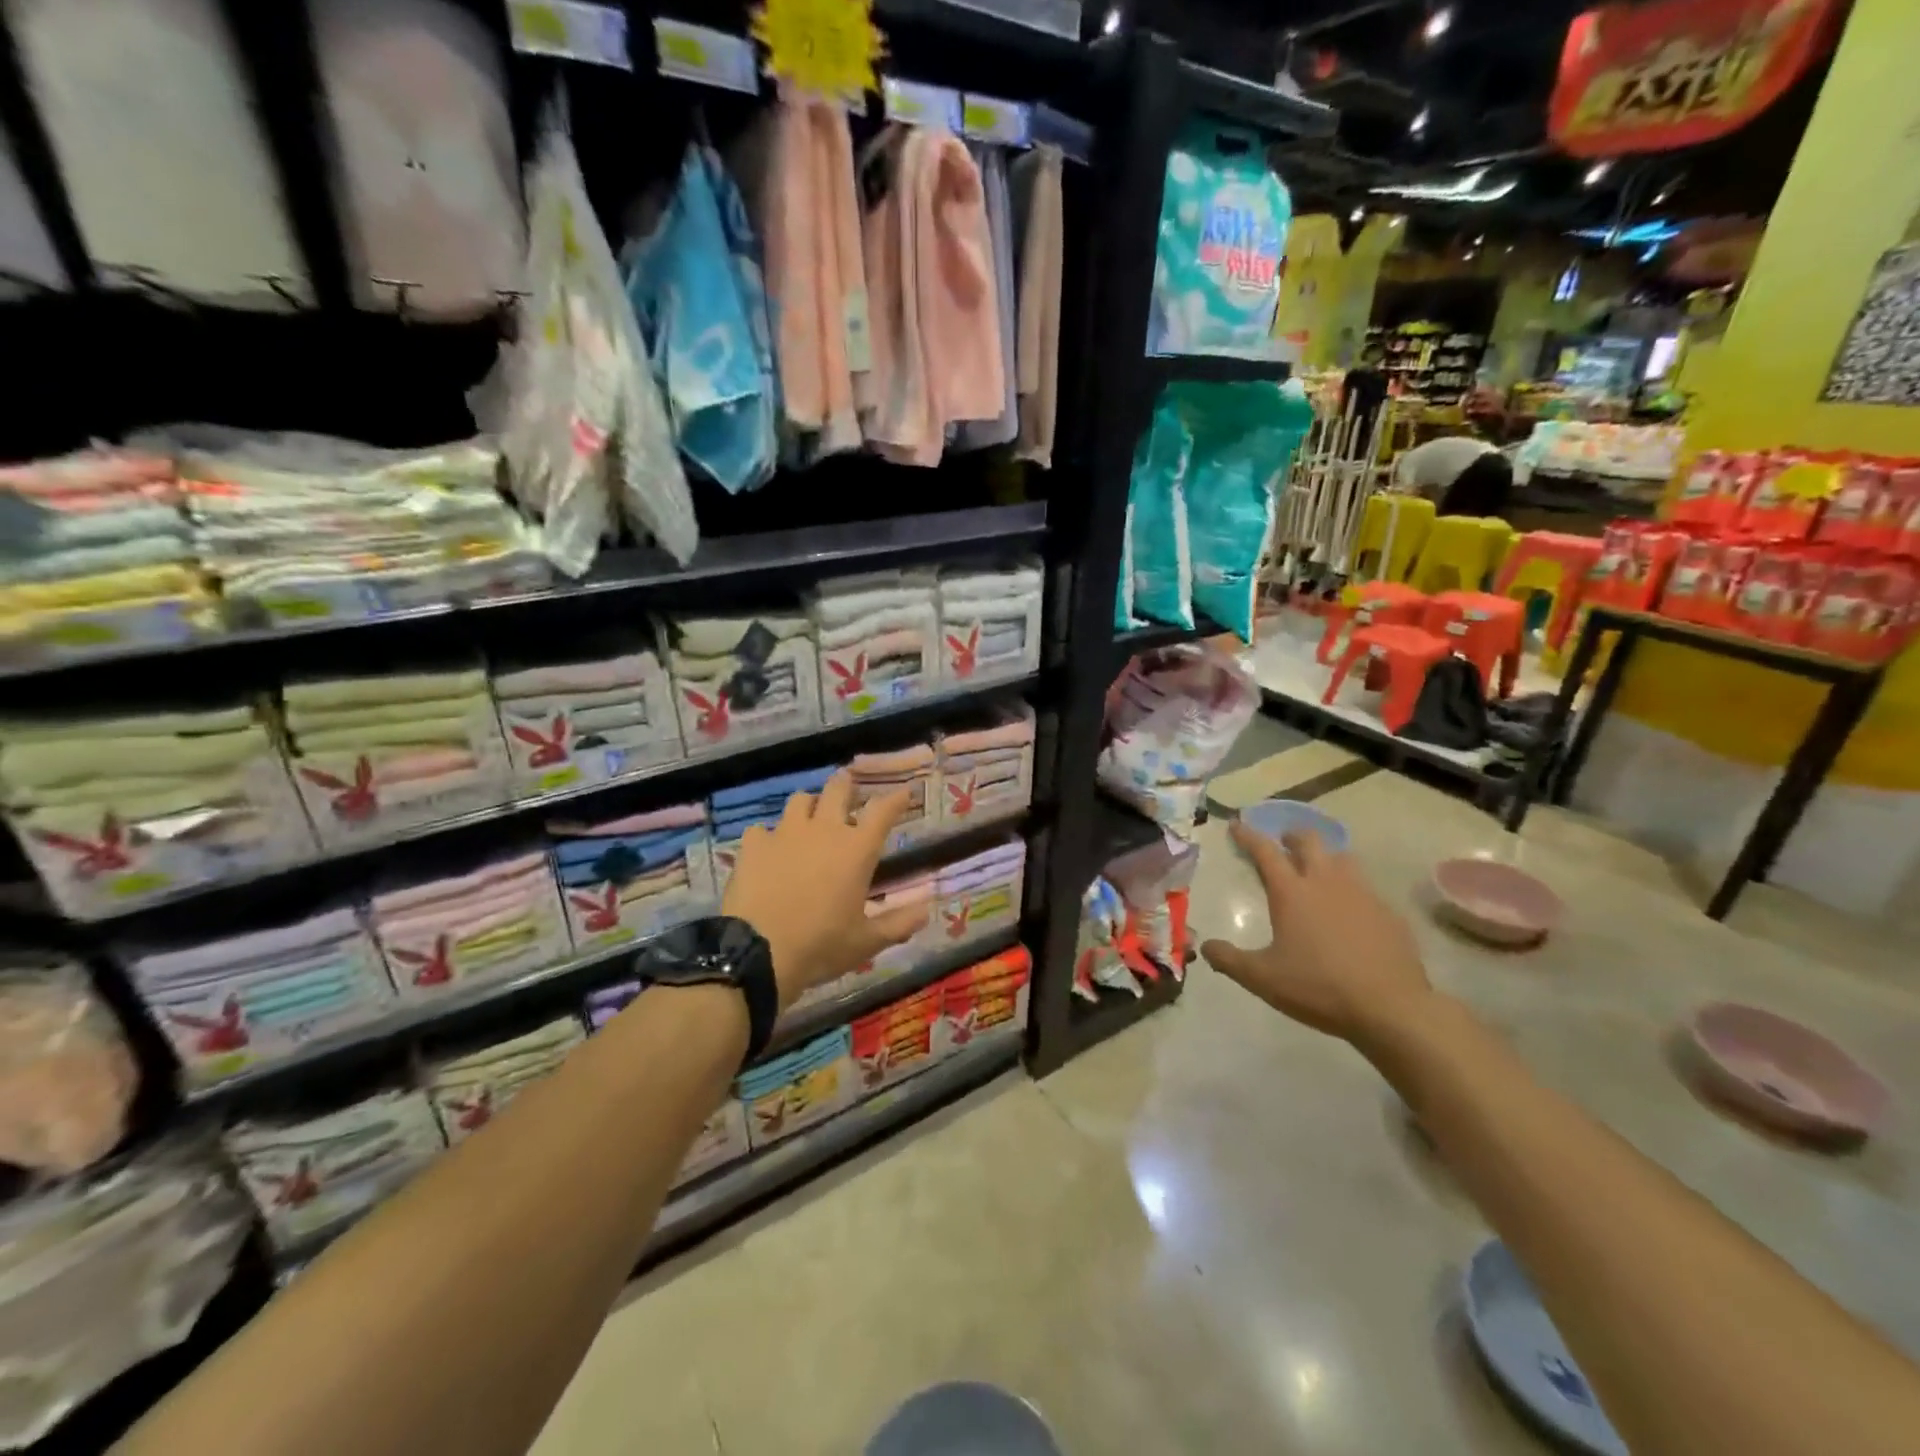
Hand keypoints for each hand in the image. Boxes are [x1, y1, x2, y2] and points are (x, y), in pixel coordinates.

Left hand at [721, 771, 928, 1009]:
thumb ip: (898, 923)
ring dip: (809, 805)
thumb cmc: (821, 946)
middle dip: (846, 784)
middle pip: (838, 789)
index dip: (895, 798)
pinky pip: (762, 829)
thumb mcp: (867, 942)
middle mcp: (824, 830)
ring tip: (809, 818)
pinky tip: (768, 851)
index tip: (903, 791)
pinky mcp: (754, 845)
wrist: (758, 953)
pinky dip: (768, 836)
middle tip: (849, 790)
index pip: (883, 810)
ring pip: (800, 800)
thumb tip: (927, 910)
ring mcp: (785, 833)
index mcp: (856, 849)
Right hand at [1200, 822, 1434, 1045]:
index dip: (1249, 836)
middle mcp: (1326, 883)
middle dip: (1292, 836)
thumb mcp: (1263, 978)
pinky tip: (1351, 910)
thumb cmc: (1318, 987)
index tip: (1237, 825)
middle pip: (1309, 841)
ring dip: (1326, 856)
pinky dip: (1352, 888)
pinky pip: (1366, 888)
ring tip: (1319, 869)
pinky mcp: (1388, 913)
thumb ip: (1230, 960)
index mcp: (1292, 893)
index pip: (1265, 851)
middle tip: (1283, 842)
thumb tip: (1205, 947)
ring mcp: (1362, 894)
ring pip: (1342, 858)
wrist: (1391, 1008)